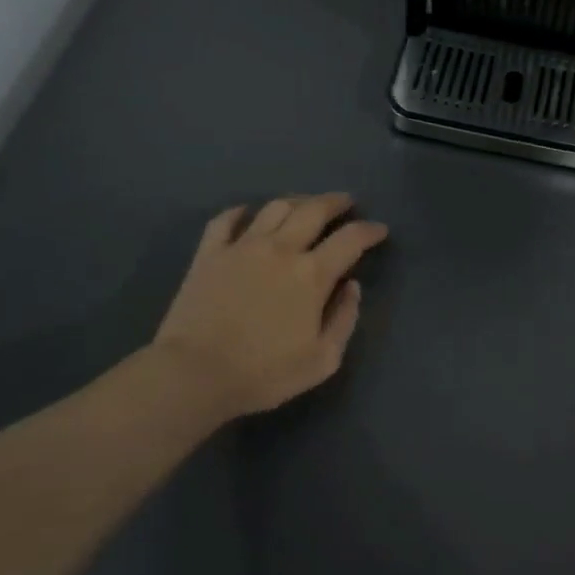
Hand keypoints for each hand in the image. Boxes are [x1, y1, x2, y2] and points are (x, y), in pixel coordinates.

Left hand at [151, 194, 388, 422]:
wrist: (194, 374)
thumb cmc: (264, 372)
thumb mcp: (322, 360)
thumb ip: (344, 319)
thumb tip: (352, 286)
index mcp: (312, 275)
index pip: (350, 239)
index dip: (369, 231)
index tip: (379, 230)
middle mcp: (280, 249)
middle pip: (313, 210)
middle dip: (335, 202)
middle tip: (346, 202)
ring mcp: (241, 247)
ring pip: (274, 208)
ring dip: (296, 201)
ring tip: (305, 205)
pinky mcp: (209, 254)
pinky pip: (226, 220)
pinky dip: (242, 212)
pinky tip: (249, 214)